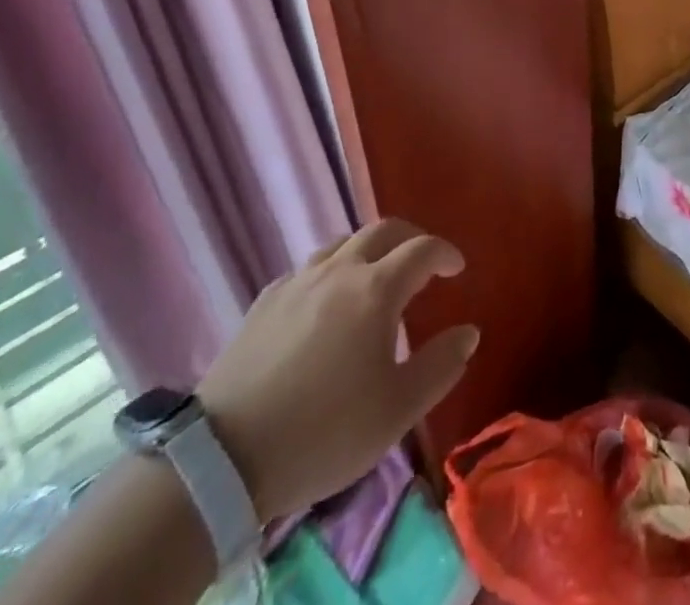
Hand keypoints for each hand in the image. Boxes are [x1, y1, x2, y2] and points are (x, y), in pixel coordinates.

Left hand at [198, 218, 477, 519]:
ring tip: (376, 276)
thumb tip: (468, 333)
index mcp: (377, 289)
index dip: (445, 253)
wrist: (221, 459)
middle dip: (411, 237)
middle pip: (383, 230)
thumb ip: (440, 366)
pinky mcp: (264, 303)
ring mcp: (297, 282)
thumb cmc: (323, 432)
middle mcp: (340, 271)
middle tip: (423, 261)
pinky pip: (308, 269)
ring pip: (342, 243)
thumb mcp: (397, 411)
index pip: (423, 249)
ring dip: (369, 249)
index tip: (457, 269)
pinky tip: (325, 302)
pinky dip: (330, 271)